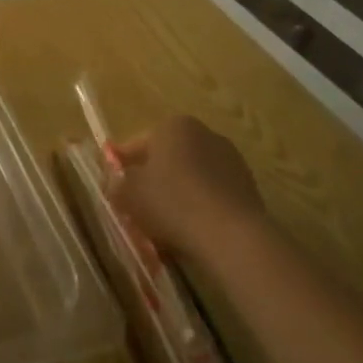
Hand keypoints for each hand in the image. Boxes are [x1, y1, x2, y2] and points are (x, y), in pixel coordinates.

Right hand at [109, 116, 263, 261]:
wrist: (232, 235)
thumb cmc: (171, 203)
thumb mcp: (128, 195)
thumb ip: (116, 185)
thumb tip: (115, 183)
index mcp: (173, 126)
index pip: (137, 144)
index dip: (122, 166)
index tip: (114, 187)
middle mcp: (205, 134)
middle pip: (167, 158)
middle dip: (152, 180)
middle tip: (137, 206)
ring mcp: (231, 160)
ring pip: (191, 178)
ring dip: (177, 195)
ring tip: (163, 224)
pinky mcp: (248, 187)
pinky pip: (212, 195)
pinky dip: (200, 207)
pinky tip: (190, 230)